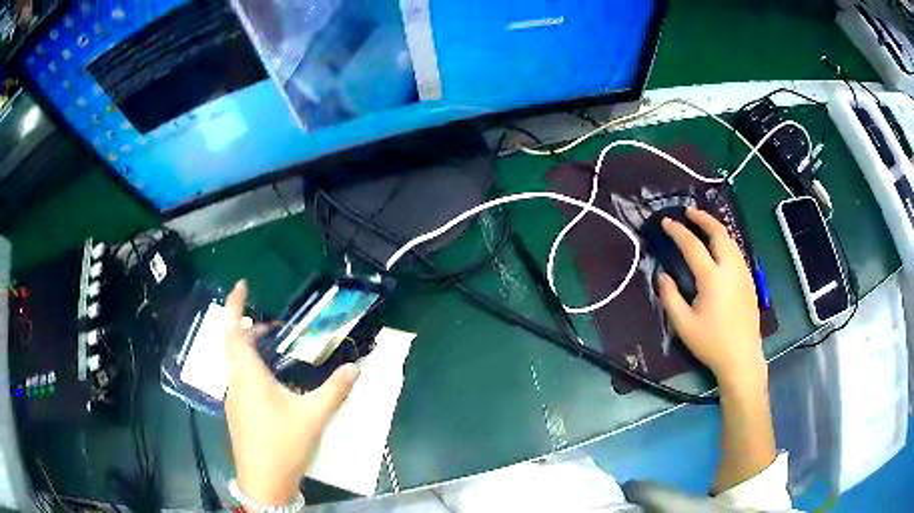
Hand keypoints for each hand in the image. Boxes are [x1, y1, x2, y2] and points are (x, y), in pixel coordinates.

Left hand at [224, 280, 358, 505]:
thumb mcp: (313, 416)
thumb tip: (354, 368)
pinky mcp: (237, 413)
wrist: (264, 482)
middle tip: (275, 326)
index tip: (242, 284)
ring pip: (236, 363)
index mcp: (248, 376)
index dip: (234, 304)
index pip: (233, 330)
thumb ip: (334, 390)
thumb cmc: (283, 444)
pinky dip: (252, 368)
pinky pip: (241, 379)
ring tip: (276, 350)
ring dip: (251, 349)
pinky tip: (273, 383)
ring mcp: (234, 399)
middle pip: (234, 344)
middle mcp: (236, 382)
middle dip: (249, 327)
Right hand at [657, 207, 765, 387]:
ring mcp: (743, 273)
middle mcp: (730, 268)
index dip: (678, 231)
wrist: (742, 357)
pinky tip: (719, 248)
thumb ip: (670, 297)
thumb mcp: (684, 325)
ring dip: (716, 228)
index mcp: (712, 278)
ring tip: (703, 224)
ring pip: (731, 240)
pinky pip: (737, 252)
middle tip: (689, 211)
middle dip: (703, 218)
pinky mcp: (750, 281)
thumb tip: (662, 275)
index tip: (666, 222)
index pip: (693, 245)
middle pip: (718, 233)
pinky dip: (725, 241)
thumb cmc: (711, 343)